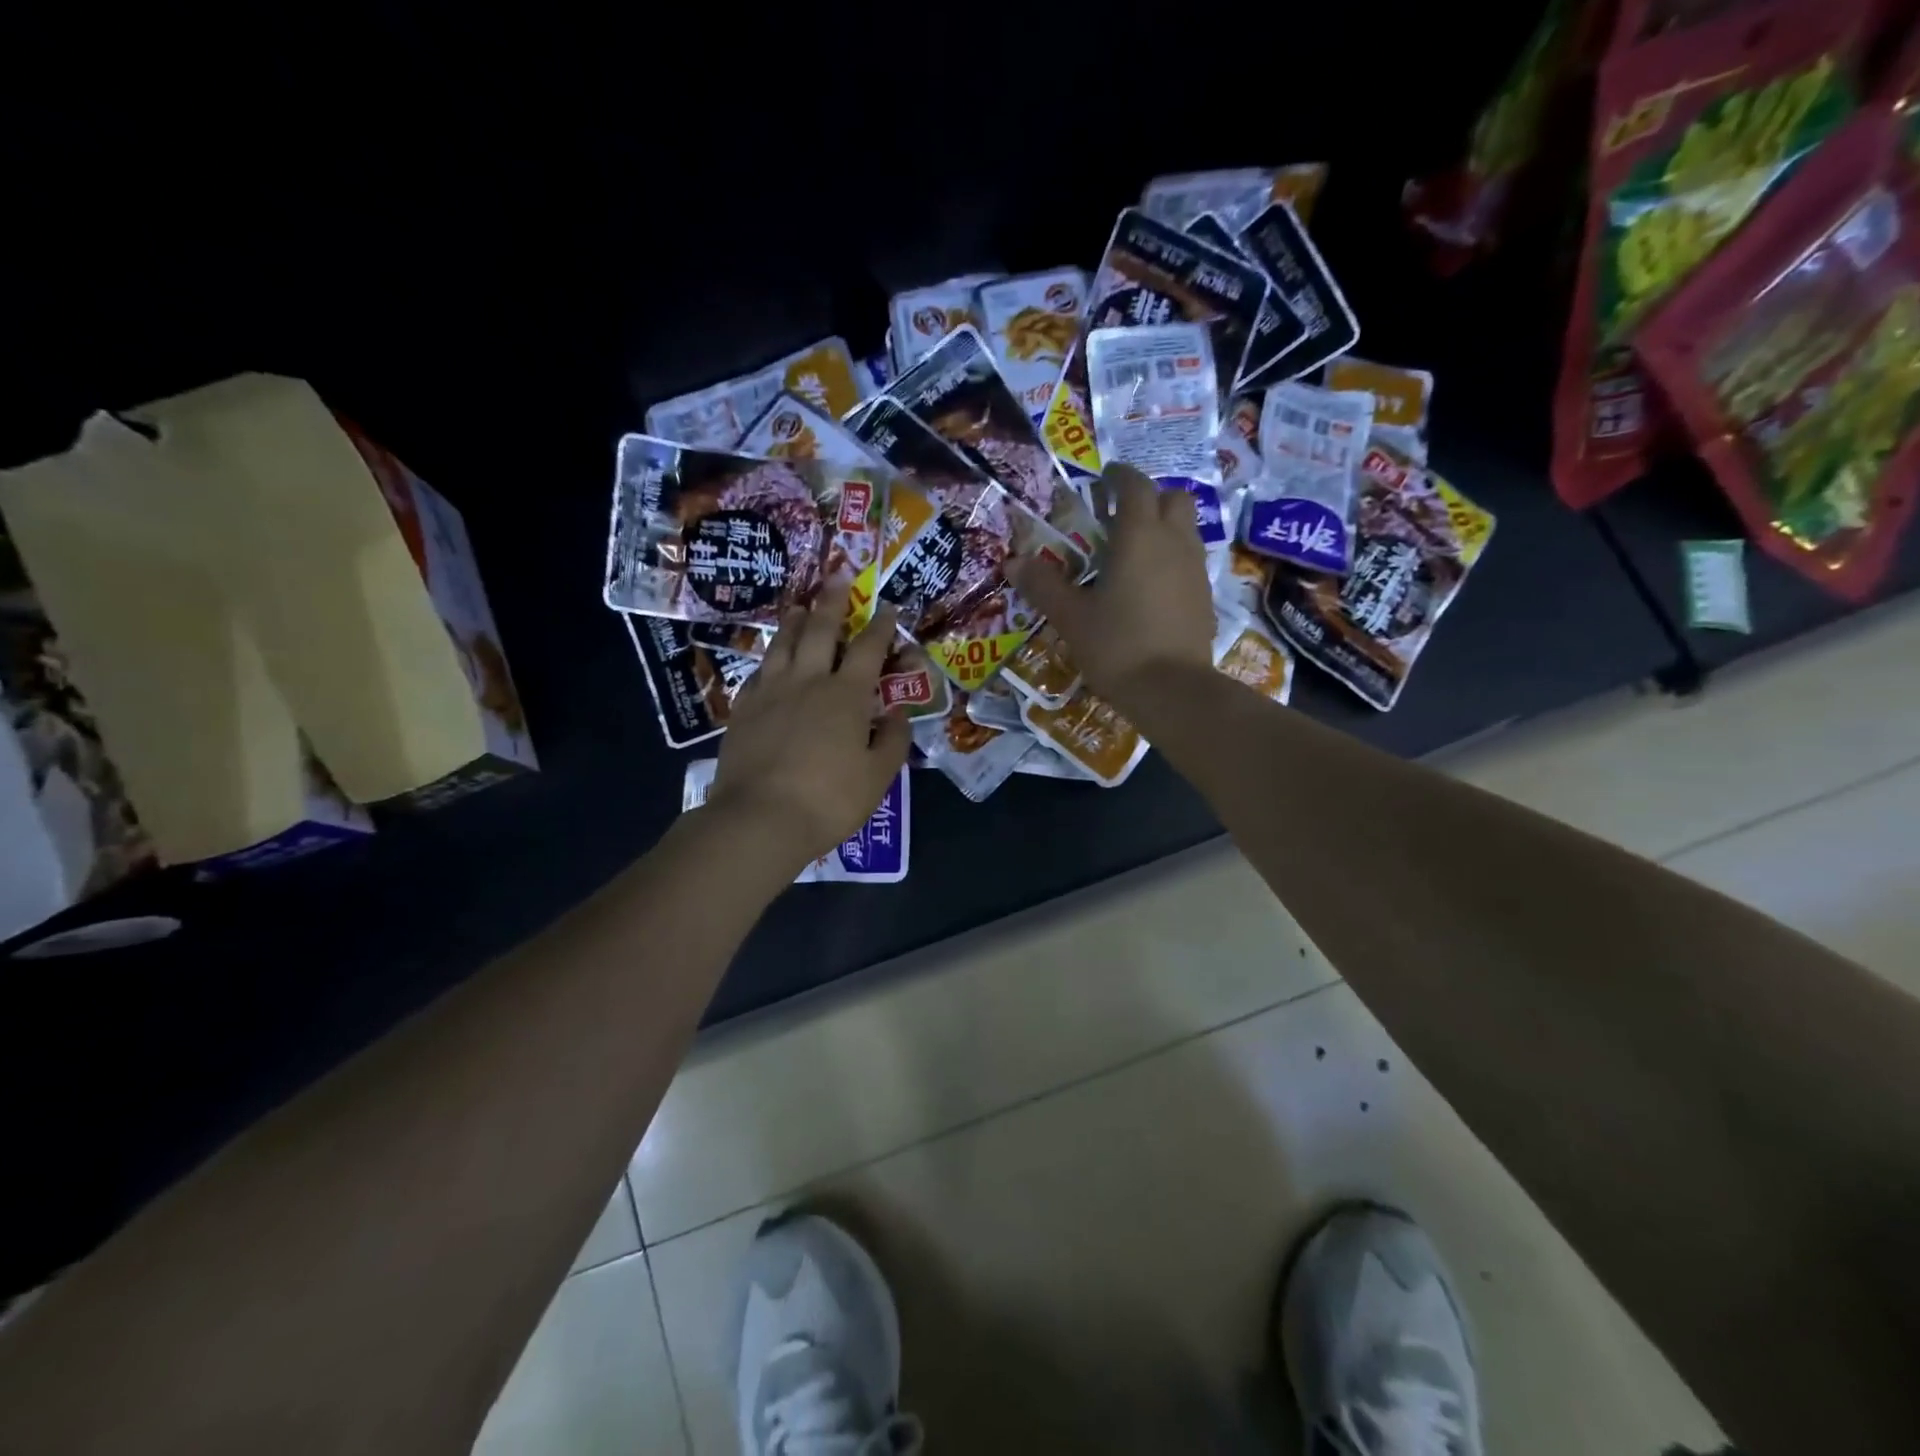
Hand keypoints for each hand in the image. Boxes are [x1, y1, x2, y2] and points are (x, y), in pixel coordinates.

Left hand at [709, 581, 911, 870]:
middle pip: (820, 631)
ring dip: (794, 622)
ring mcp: (771, 692)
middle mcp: (808, 682)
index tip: (888, 608)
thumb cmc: (828, 800)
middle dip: (831, 602)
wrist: (760, 818)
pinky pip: (759, 671)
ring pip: (783, 644)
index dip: (881, 626)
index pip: (868, 649)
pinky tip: (770, 658)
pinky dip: (770, 658)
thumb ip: (892, 740)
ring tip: (799, 607)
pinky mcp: (743, 709)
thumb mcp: (877, 776)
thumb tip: (899, 713)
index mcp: (846, 695)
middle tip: (835, 576)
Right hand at [1006, 464, 1213, 706]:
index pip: (1134, 486)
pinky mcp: (1204, 596)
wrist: (1172, 690)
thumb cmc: (1116, 646)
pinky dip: (1171, 557)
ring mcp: (1195, 569)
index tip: (1102, 479)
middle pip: (1170, 498)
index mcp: (1138, 536)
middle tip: (1118, 517)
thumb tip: (1013, 562)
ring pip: (1185, 528)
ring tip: (1132, 551)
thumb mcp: (1070, 617)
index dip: (1117, 476)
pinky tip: (1150, 586)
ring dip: (1162, 526)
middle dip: (1147, 497)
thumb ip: (1043, 585)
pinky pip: (1190, 559)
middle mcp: (1174, 542)